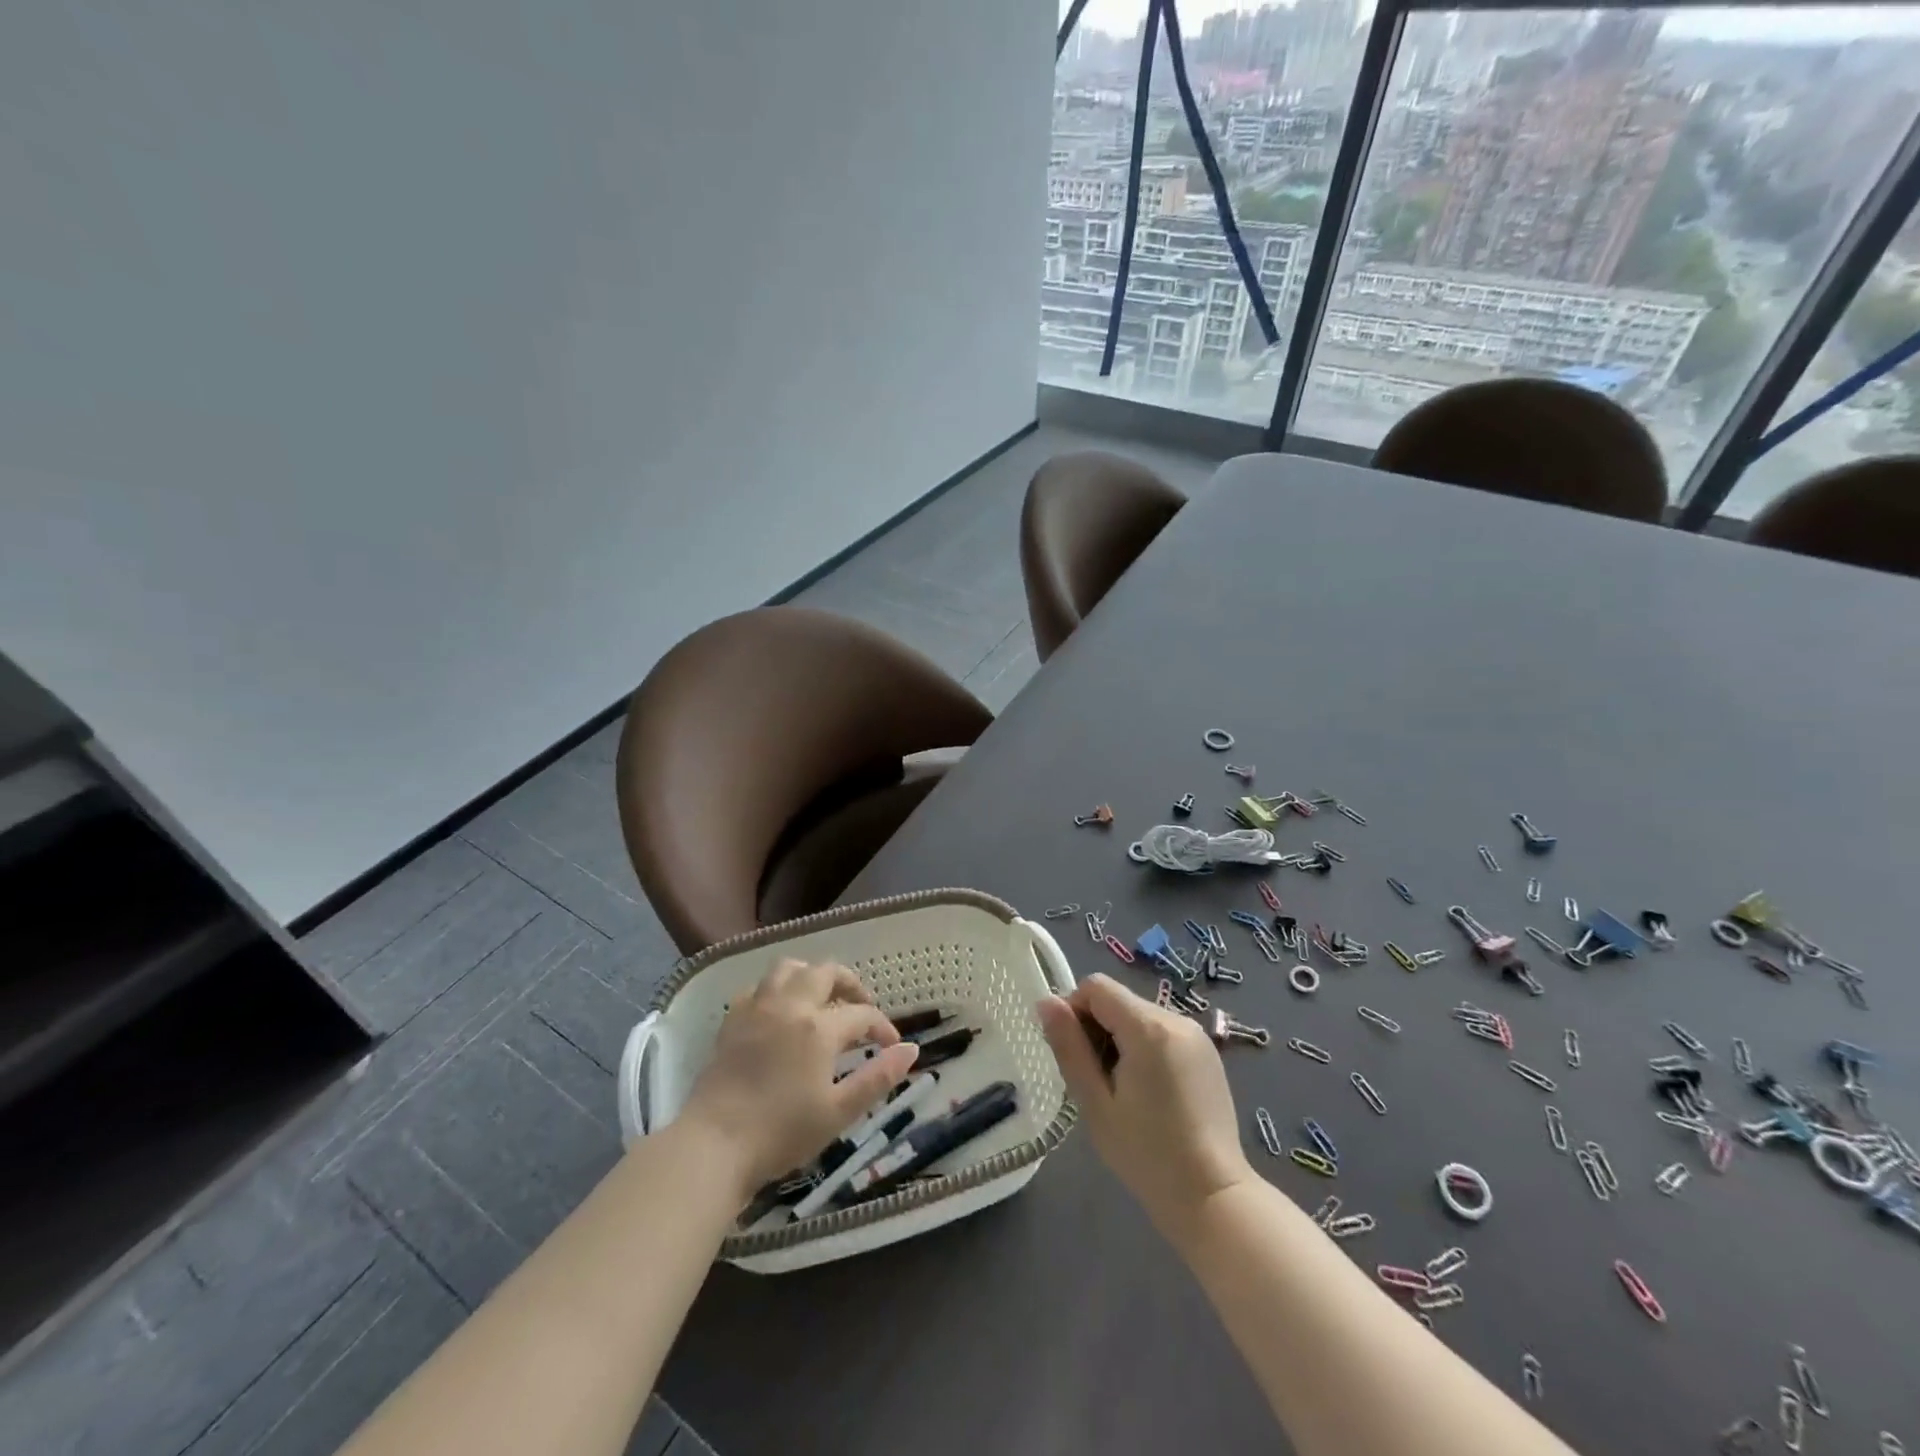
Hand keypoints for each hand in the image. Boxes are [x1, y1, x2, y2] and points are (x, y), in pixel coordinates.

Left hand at [677, 958, 918, 1203]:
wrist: (713, 1146)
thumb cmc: (781, 1133)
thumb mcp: (839, 1112)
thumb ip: (878, 1078)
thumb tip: (911, 1049)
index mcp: (819, 1027)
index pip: (862, 1015)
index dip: (882, 1027)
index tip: (891, 1046)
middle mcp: (789, 1005)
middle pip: (826, 972)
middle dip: (850, 984)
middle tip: (861, 1007)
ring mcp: (757, 1008)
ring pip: (789, 968)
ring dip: (811, 975)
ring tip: (822, 998)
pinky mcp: (732, 1020)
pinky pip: (758, 987)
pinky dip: (776, 990)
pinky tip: (780, 1012)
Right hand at [1038, 974, 1252, 1239]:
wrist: (1214, 1197)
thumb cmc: (1146, 1154)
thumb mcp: (1095, 1103)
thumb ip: (1069, 1047)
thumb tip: (1045, 1002)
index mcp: (1148, 1027)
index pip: (1096, 987)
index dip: (1074, 1010)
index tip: (1072, 1054)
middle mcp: (1176, 1018)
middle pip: (1118, 1000)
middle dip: (1097, 1028)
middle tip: (1094, 1080)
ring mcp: (1196, 1034)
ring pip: (1138, 1015)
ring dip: (1119, 1038)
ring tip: (1121, 1089)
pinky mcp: (1206, 1052)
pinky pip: (1161, 1031)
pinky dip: (1143, 1047)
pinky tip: (1147, 1091)